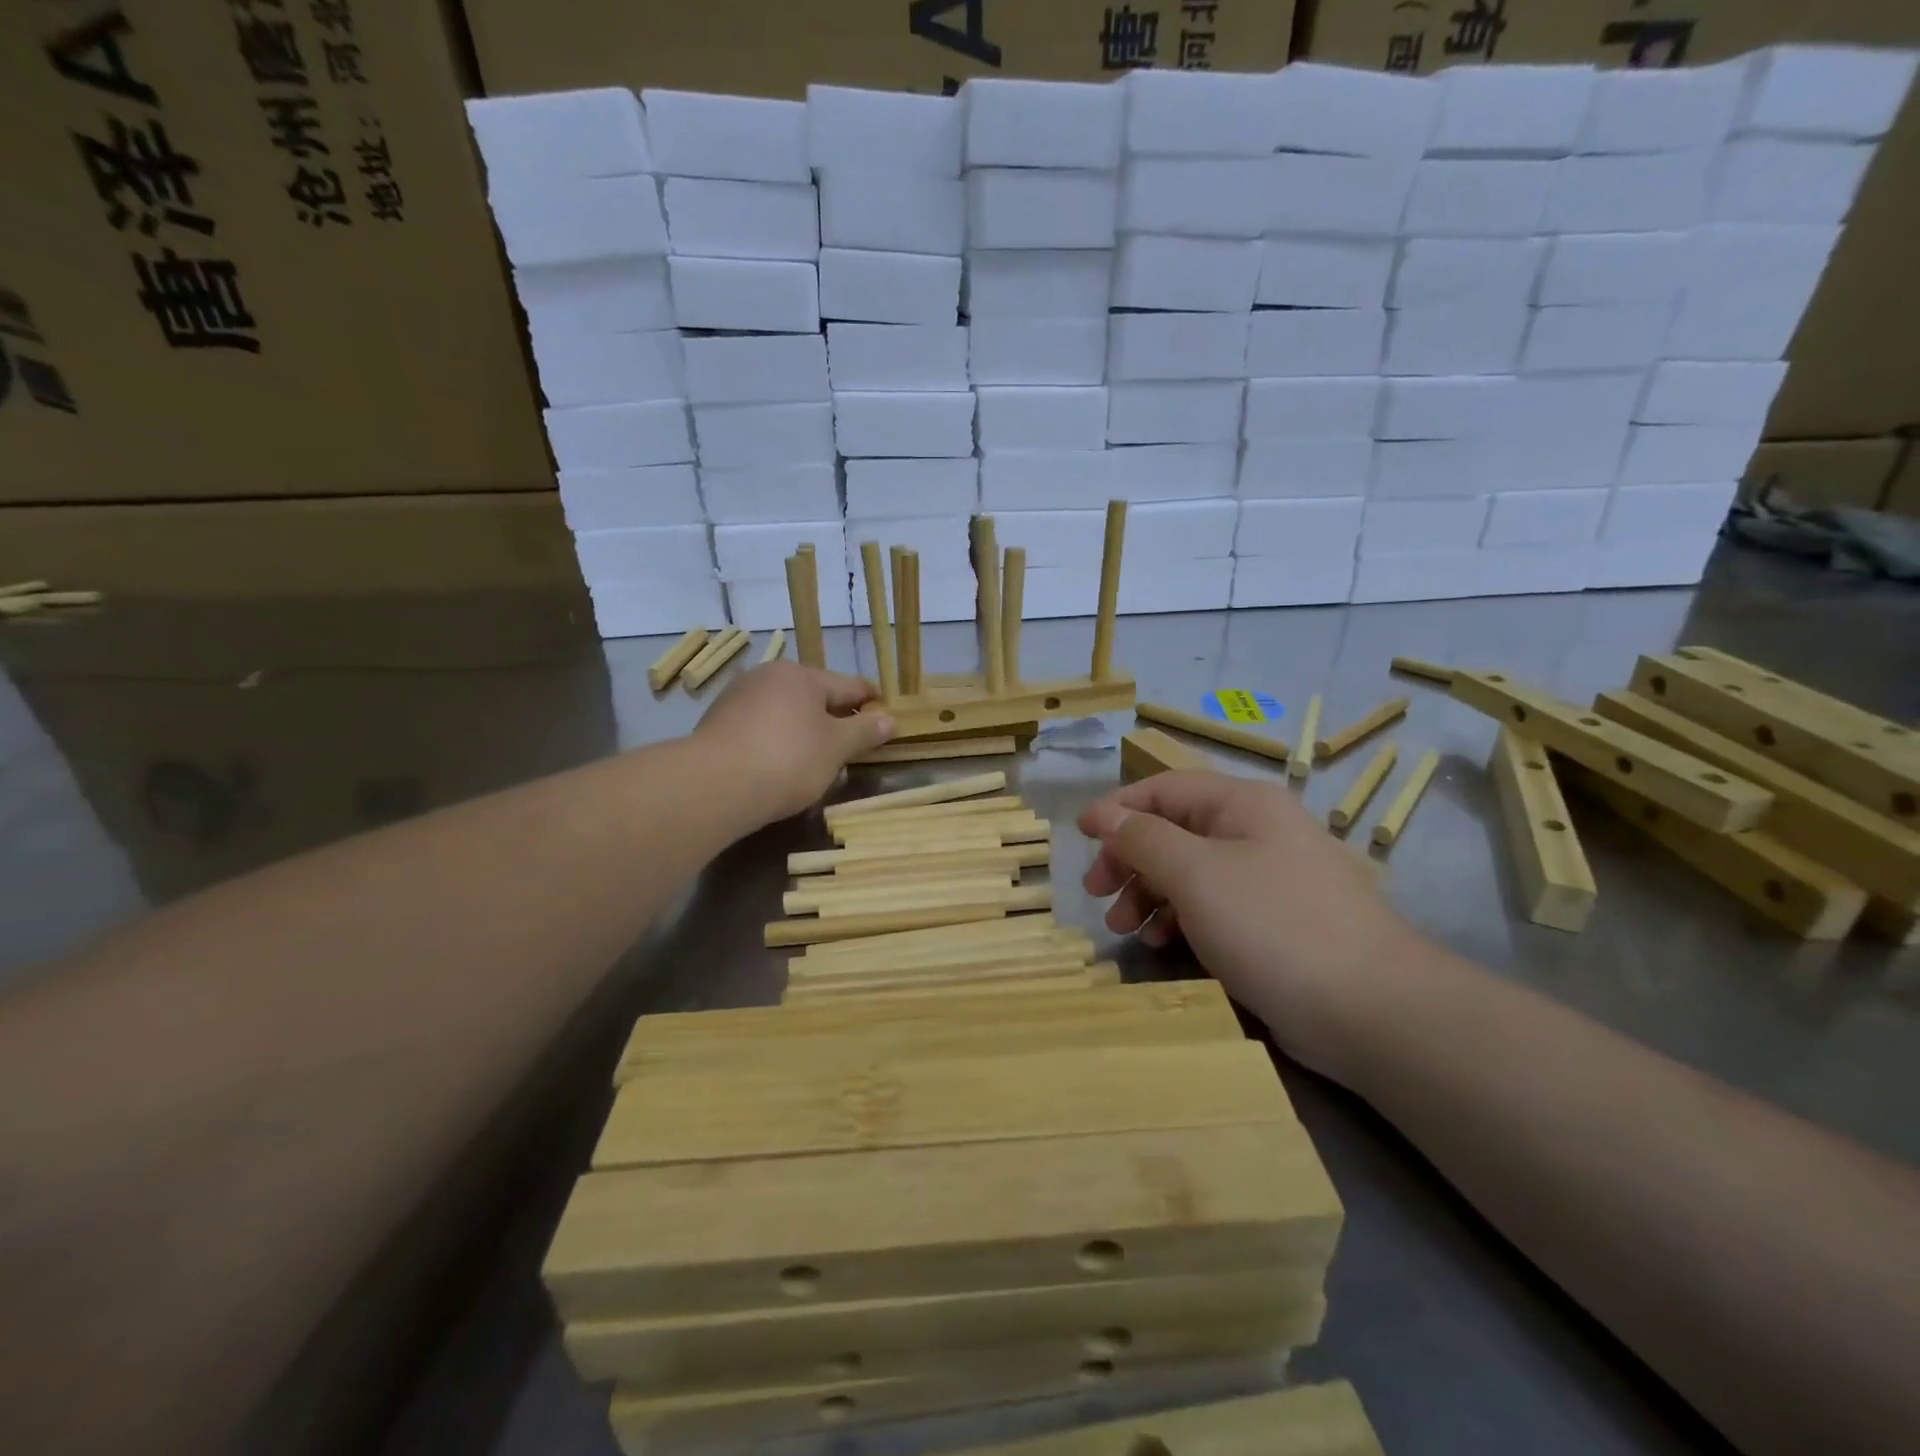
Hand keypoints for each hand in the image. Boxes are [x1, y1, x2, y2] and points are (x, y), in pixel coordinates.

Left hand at [695, 662, 893, 821]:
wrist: (715, 785)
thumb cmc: (788, 759)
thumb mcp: (836, 748)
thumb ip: (864, 731)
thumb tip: (889, 719)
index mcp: (802, 675)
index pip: (848, 685)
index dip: (870, 700)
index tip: (885, 714)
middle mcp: (768, 676)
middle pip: (813, 696)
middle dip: (834, 716)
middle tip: (852, 741)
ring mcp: (738, 697)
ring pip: (785, 711)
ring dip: (803, 729)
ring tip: (817, 757)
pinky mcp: (717, 723)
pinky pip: (760, 727)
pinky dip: (776, 741)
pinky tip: (779, 764)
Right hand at [1079, 771, 1421, 1078]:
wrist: (1371, 1010)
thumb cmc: (1272, 925)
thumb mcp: (1195, 874)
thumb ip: (1143, 838)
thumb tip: (1105, 815)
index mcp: (1242, 804)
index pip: (1164, 789)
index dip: (1117, 808)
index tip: (1079, 836)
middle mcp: (1256, 831)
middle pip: (1174, 831)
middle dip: (1130, 859)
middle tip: (1099, 893)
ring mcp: (1268, 878)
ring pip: (1189, 872)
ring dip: (1149, 893)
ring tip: (1124, 928)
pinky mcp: (1273, 922)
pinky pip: (1212, 906)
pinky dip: (1180, 918)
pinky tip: (1163, 942)